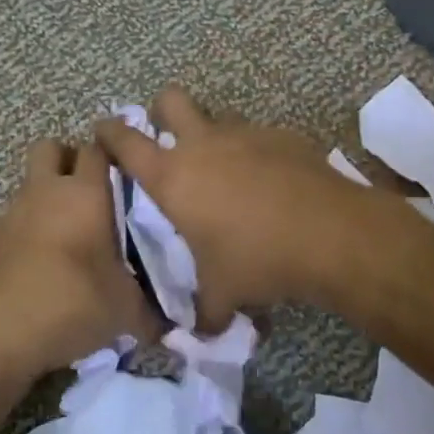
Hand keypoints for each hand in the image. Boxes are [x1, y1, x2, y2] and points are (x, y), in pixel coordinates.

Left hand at [0, 140, 163, 382]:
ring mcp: (13, 213)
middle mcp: (46, 192)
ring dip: (50, 197)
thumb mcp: (125, 310)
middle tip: (94, 191)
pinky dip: (32, 229)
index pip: (99, 148)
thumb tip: (171, 325)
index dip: (114, 153)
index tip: (131, 171)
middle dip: (70, 160)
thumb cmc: (71, 303)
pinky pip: (17, 219)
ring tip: (73, 234)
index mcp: (85, 194)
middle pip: (52, 148)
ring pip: (33, 184)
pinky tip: (47, 263)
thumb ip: (151, 309)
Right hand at [94, 87, 374, 330]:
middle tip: (168, 136)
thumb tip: (201, 334)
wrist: (330, 234)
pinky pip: (259, 136)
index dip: (109, 132)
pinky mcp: (282, 136)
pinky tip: (271, 182)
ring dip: (214, 134)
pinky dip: (256, 152)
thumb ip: (205, 312)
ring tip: (226, 168)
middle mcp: (204, 145)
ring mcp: (246, 134)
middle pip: (170, 100)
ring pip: (219, 117)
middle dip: (162, 110)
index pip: (125, 141)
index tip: (103, 131)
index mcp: (173, 177)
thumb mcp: (223, 294)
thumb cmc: (258, 260)